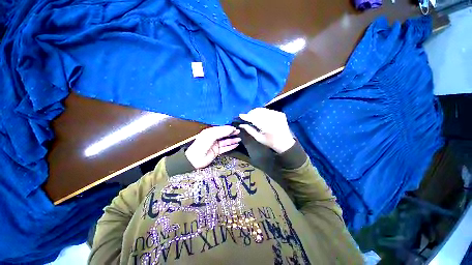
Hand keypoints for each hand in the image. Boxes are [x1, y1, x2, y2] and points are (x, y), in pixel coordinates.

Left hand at [185, 126, 240, 168]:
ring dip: (232, 140)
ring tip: (239, 139)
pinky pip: (225, 148)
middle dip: (231, 133)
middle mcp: (213, 138)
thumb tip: (231, 129)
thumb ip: (221, 132)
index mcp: (210, 132)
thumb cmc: (201, 146)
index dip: (227, 128)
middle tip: (238, 132)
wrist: (195, 159)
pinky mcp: (217, 151)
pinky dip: (231, 146)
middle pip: (224, 134)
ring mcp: (215, 145)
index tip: (234, 128)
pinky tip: (236, 145)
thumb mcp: (211, 136)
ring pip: (225, 141)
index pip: (221, 129)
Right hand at [239, 108, 294, 153]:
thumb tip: (241, 124)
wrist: (285, 143)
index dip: (246, 116)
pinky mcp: (280, 113)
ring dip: (256, 112)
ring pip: (263, 109)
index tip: (240, 115)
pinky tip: (261, 117)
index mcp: (267, 126)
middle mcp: (273, 118)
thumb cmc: (270, 142)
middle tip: (247, 117)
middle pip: (258, 111)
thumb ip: (249, 130)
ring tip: (253, 116)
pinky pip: (268, 110)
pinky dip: (263, 112)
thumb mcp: (259, 138)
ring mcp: (278, 114)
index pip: (254, 118)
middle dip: (251, 113)